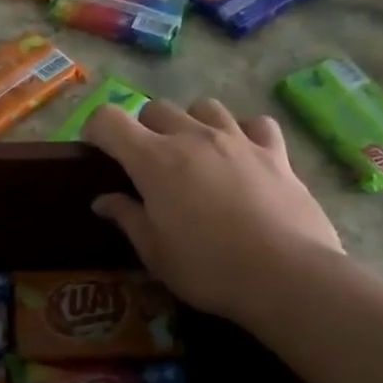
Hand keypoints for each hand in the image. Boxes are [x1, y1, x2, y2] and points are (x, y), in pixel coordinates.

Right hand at [81, 99, 341, 326]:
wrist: (286, 275)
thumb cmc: (208, 268)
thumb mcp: (155, 252)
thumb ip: (127, 218)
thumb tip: (103, 201)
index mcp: (154, 160)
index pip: (109, 120)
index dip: (96, 129)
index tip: (96, 150)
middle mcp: (192, 137)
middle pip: (156, 108)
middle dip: (144, 128)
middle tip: (147, 162)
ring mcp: (237, 140)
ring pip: (205, 107)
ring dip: (191, 123)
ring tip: (195, 152)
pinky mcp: (275, 152)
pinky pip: (255, 124)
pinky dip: (244, 132)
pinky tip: (243, 154)